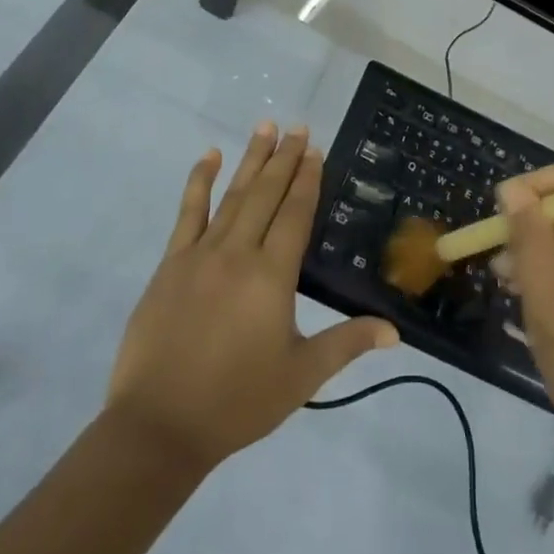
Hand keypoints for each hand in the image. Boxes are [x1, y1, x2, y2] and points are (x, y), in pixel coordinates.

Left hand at [106, 122, 397, 474]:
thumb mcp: (300, 376)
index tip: (315, 149)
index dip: (307, 180)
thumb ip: (347, 344)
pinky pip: (187, 213)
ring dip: (250, 159)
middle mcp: (238, 252)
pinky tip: (208, 156)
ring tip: (265, 127)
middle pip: (266, 194)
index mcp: (271, 275)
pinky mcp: (171, 264)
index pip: (295, 214)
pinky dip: (198, 181)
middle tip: (298, 127)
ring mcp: (200, 254)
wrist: (159, 426)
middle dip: (284, 158)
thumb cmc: (237, 401)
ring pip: (232, 195)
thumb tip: (394, 331)